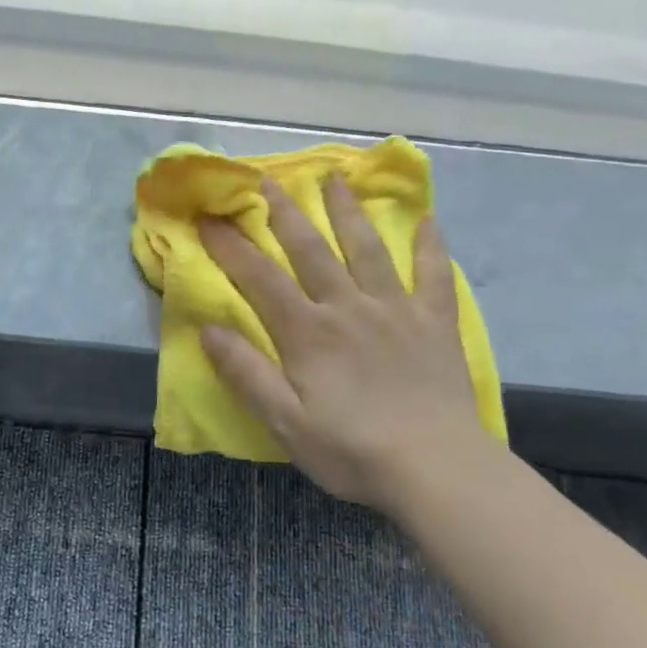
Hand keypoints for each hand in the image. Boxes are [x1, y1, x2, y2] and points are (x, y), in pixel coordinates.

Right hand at [198, 177, 495, 515]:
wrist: (437, 468)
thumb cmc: (351, 449)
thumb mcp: (284, 421)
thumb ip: (246, 373)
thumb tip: (209, 328)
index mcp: (308, 332)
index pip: (260, 278)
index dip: (231, 246)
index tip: (209, 218)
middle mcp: (349, 308)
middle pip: (312, 250)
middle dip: (285, 213)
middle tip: (267, 179)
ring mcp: (396, 311)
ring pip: (367, 249)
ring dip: (349, 211)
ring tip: (336, 178)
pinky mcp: (435, 324)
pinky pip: (433, 276)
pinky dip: (429, 246)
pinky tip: (428, 220)